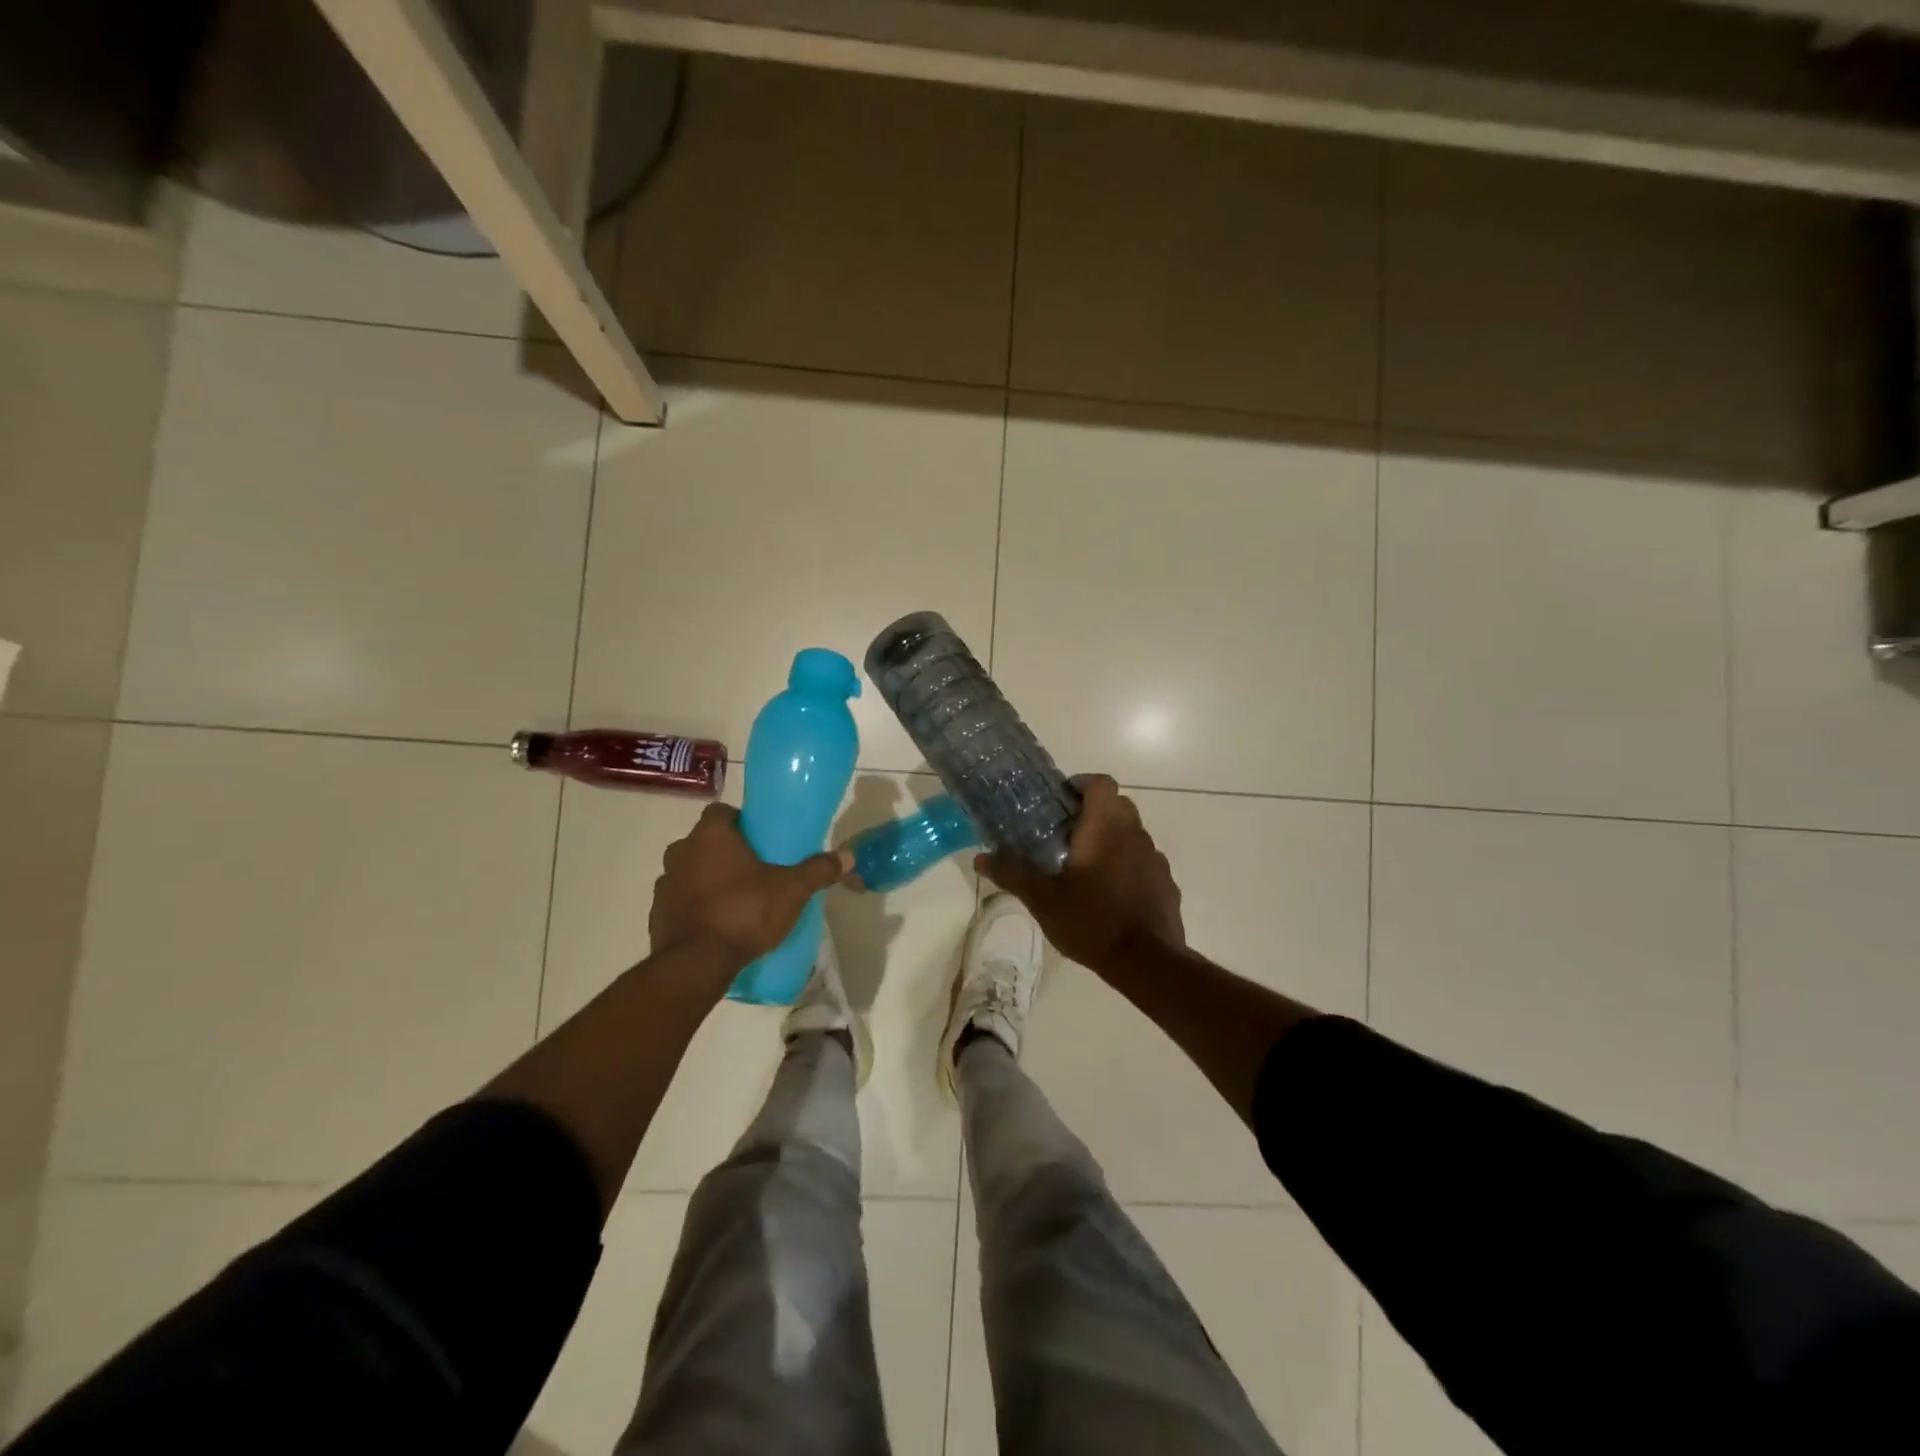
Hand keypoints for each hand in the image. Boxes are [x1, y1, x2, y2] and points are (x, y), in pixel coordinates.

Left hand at [650, 804, 844, 975]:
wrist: (696, 964)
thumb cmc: (744, 912)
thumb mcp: (792, 890)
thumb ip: (818, 870)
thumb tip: (848, 856)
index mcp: (711, 835)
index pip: (721, 811)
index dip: (740, 821)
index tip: (760, 838)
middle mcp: (681, 851)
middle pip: (706, 841)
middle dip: (727, 852)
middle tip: (754, 870)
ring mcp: (665, 883)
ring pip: (691, 871)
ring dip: (708, 879)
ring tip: (736, 899)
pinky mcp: (657, 914)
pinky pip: (680, 901)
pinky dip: (695, 906)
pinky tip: (717, 924)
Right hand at [975, 775, 1183, 974]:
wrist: (1146, 962)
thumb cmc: (1091, 921)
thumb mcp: (1043, 899)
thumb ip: (1013, 873)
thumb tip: (980, 858)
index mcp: (1105, 828)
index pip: (1101, 783)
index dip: (1081, 784)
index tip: (1061, 801)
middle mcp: (1135, 834)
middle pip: (1118, 805)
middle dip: (1093, 812)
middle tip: (1066, 834)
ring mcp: (1155, 859)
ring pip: (1133, 833)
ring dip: (1112, 839)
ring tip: (1086, 866)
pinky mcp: (1166, 883)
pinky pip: (1144, 861)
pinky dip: (1128, 865)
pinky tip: (1111, 893)